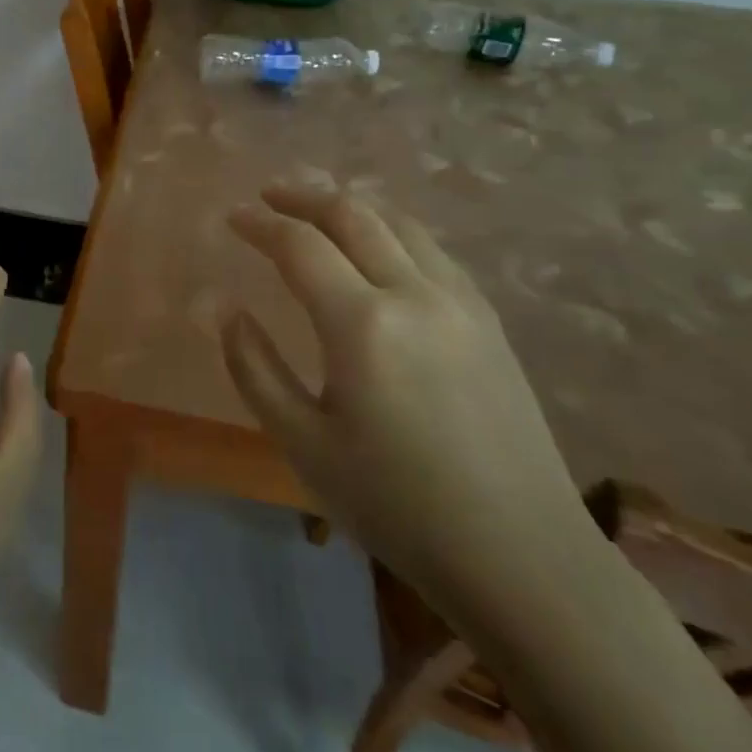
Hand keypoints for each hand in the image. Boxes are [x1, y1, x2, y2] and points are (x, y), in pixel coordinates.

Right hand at [223, 182, 594, 617]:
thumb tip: (229, 311)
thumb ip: (255, 368)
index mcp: (362, 324)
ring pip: (399, 223)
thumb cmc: (397, 505)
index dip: (260, 224)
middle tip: (269, 195)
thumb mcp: (303, 444)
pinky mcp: (488, 321)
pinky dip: (392, 230)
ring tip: (318, 210)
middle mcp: (414, 294)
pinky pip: (432, 250)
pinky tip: (379, 249)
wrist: (521, 556)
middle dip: (304, 196)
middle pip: (353, 214)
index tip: (232, 217)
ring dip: (351, 206)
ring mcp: (460, 303)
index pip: (300, 245)